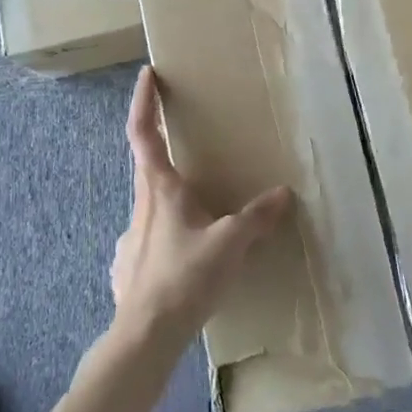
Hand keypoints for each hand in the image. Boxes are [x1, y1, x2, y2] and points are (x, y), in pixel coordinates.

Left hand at [112, 66, 291, 347]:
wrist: (145, 336)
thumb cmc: (186, 277)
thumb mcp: (231, 243)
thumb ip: (257, 217)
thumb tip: (283, 194)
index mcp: (160, 189)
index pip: (143, 132)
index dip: (143, 101)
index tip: (146, 75)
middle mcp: (140, 205)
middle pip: (147, 165)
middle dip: (161, 146)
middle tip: (183, 140)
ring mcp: (130, 237)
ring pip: (150, 205)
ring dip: (169, 198)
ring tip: (198, 212)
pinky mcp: (128, 266)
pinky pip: (150, 240)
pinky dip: (167, 237)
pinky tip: (184, 257)